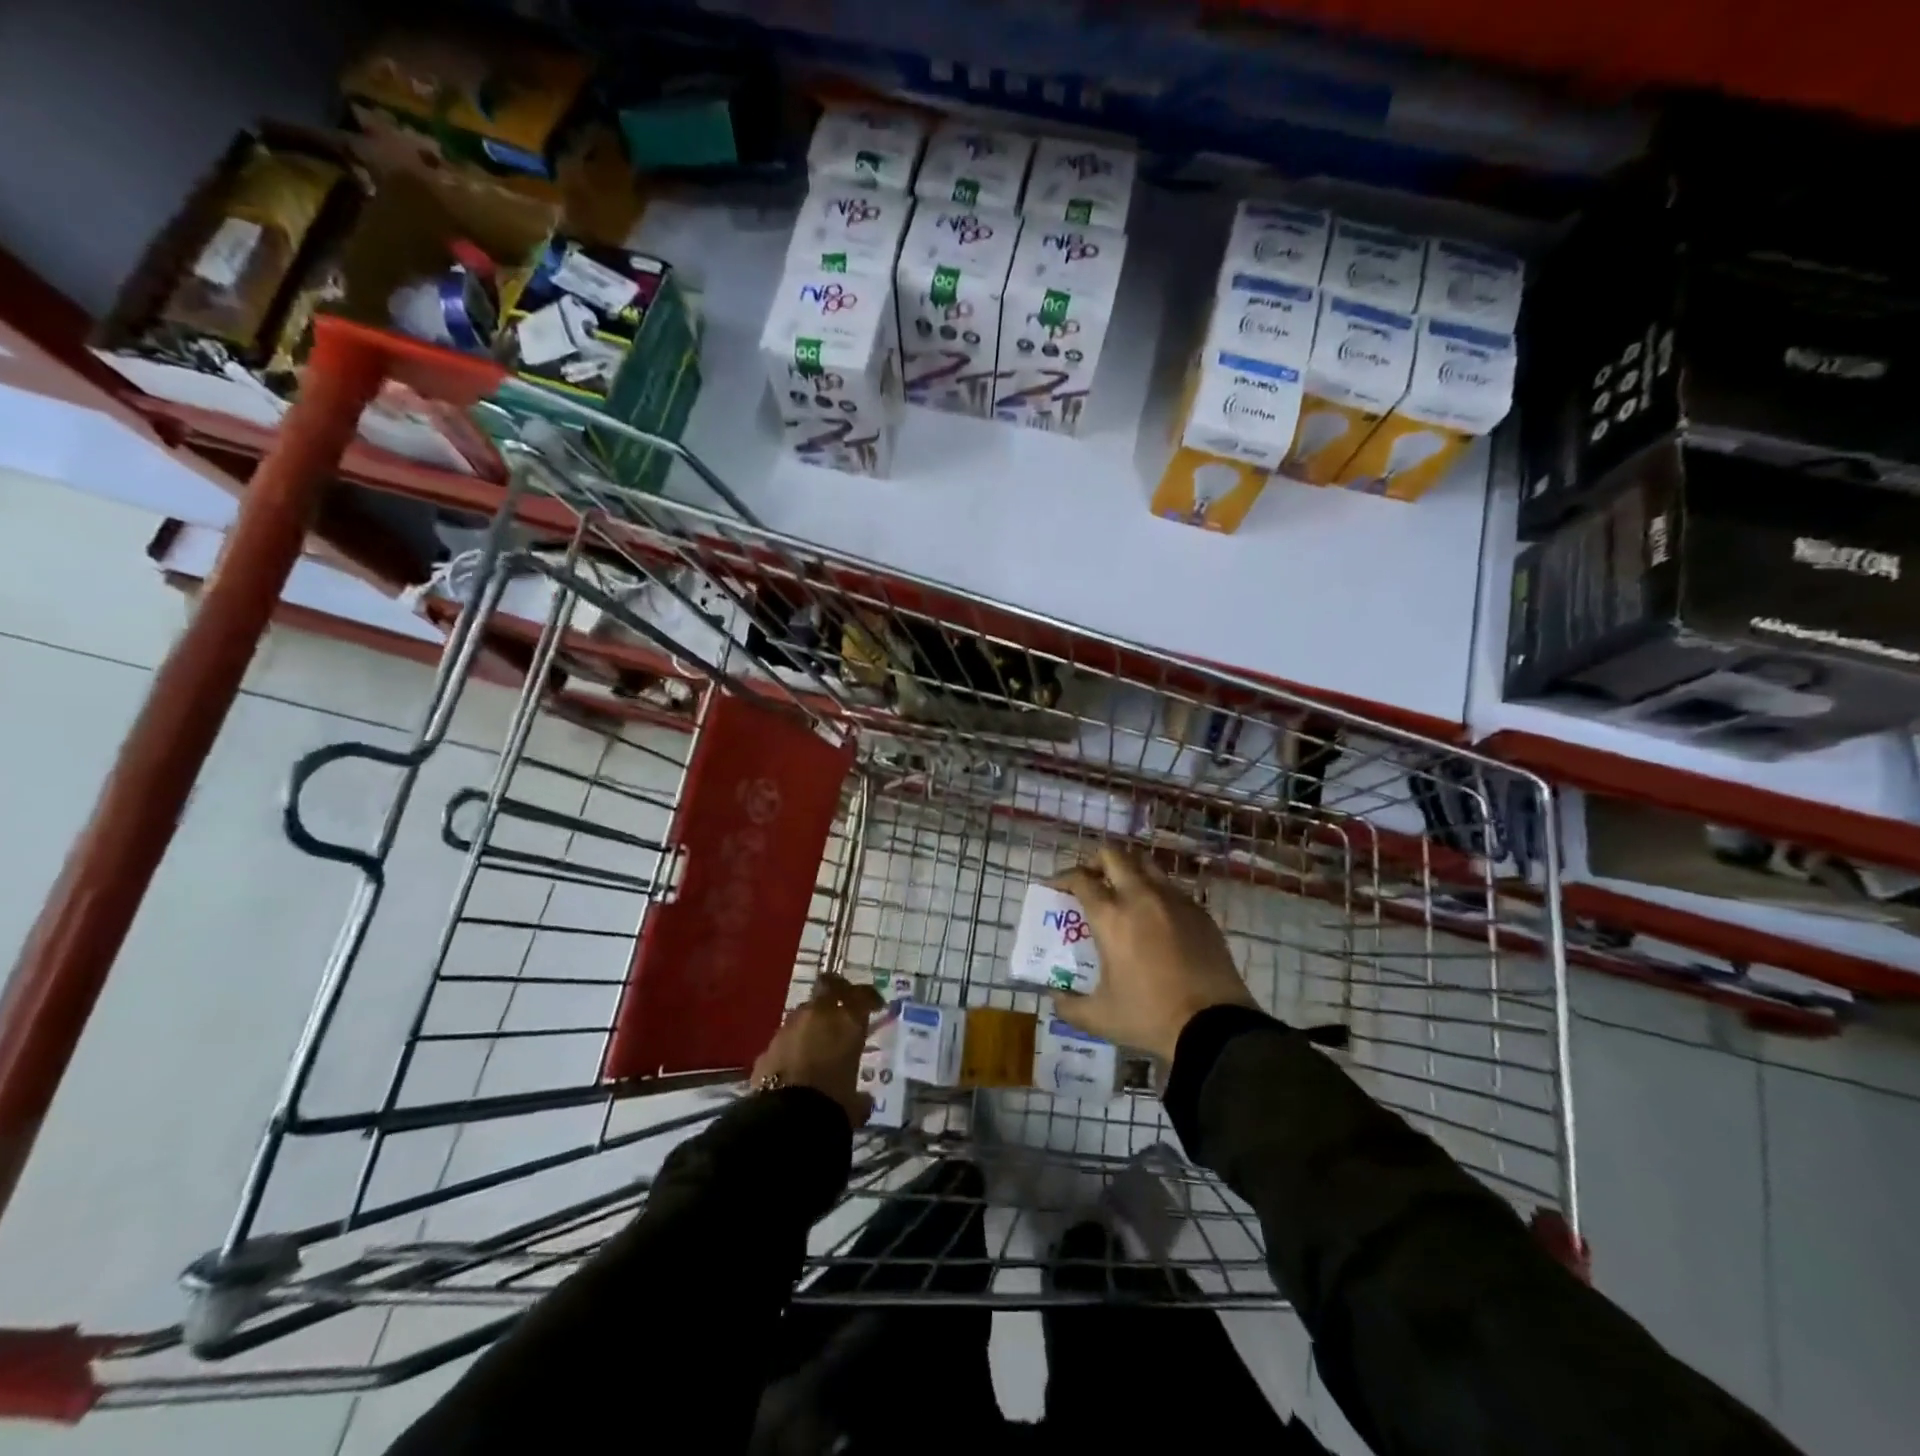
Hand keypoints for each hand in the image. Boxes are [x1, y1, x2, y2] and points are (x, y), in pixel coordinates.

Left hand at [751, 973, 884, 1126]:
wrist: (785, 1120)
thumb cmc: (832, 1104)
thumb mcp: (854, 1104)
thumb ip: (860, 1097)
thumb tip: (862, 1101)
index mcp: (847, 1021)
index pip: (862, 995)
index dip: (870, 998)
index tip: (876, 1005)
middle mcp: (818, 1015)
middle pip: (828, 986)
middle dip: (837, 990)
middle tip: (844, 1002)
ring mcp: (789, 1028)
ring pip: (803, 1012)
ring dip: (812, 1021)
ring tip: (818, 1039)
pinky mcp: (767, 1047)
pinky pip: (785, 1038)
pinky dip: (792, 1045)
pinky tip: (795, 1063)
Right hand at [1051, 847, 1256, 1062]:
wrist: (1215, 1027)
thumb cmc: (1150, 1016)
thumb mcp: (1099, 1017)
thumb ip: (1069, 1005)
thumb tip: (1055, 997)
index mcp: (1111, 916)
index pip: (1081, 879)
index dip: (1063, 878)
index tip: (1056, 887)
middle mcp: (1141, 896)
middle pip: (1113, 855)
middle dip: (1095, 861)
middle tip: (1090, 879)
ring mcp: (1174, 900)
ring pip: (1145, 864)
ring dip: (1128, 869)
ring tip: (1122, 891)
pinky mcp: (1199, 911)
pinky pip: (1171, 887)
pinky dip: (1155, 891)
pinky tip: (1155, 916)